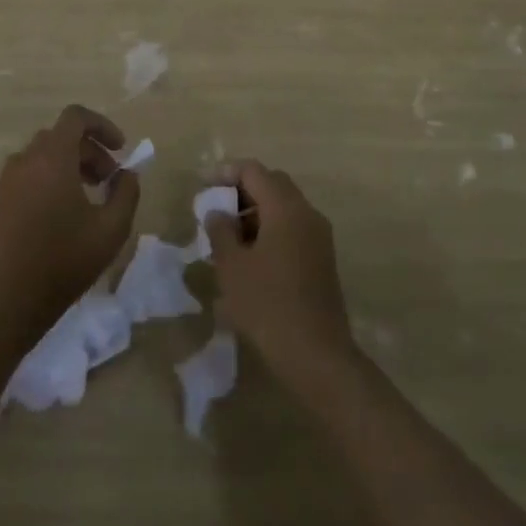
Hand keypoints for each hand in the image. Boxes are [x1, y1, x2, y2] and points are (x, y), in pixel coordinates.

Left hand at [0, 105, 139, 334]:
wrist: (9, 302)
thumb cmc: (65, 260)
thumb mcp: (112, 228)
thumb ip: (126, 192)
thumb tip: (126, 174)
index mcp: (52, 158)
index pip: (76, 117)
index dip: (102, 125)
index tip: (120, 149)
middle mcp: (26, 160)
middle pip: (62, 136)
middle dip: (91, 151)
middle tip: (110, 180)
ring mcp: (9, 181)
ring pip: (45, 155)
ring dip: (71, 164)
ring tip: (90, 195)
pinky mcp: (1, 201)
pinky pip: (30, 173)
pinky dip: (51, 177)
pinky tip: (65, 211)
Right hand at [204, 160, 357, 389]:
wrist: (317, 355)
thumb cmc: (268, 306)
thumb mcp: (232, 268)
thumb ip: (221, 232)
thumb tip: (218, 212)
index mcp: (285, 207)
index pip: (253, 171)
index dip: (225, 173)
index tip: (203, 186)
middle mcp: (306, 211)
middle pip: (272, 183)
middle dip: (242, 191)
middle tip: (216, 209)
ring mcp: (319, 234)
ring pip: (284, 206)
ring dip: (256, 212)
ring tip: (228, 237)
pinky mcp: (322, 257)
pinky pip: (293, 227)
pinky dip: (271, 229)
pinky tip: (251, 257)